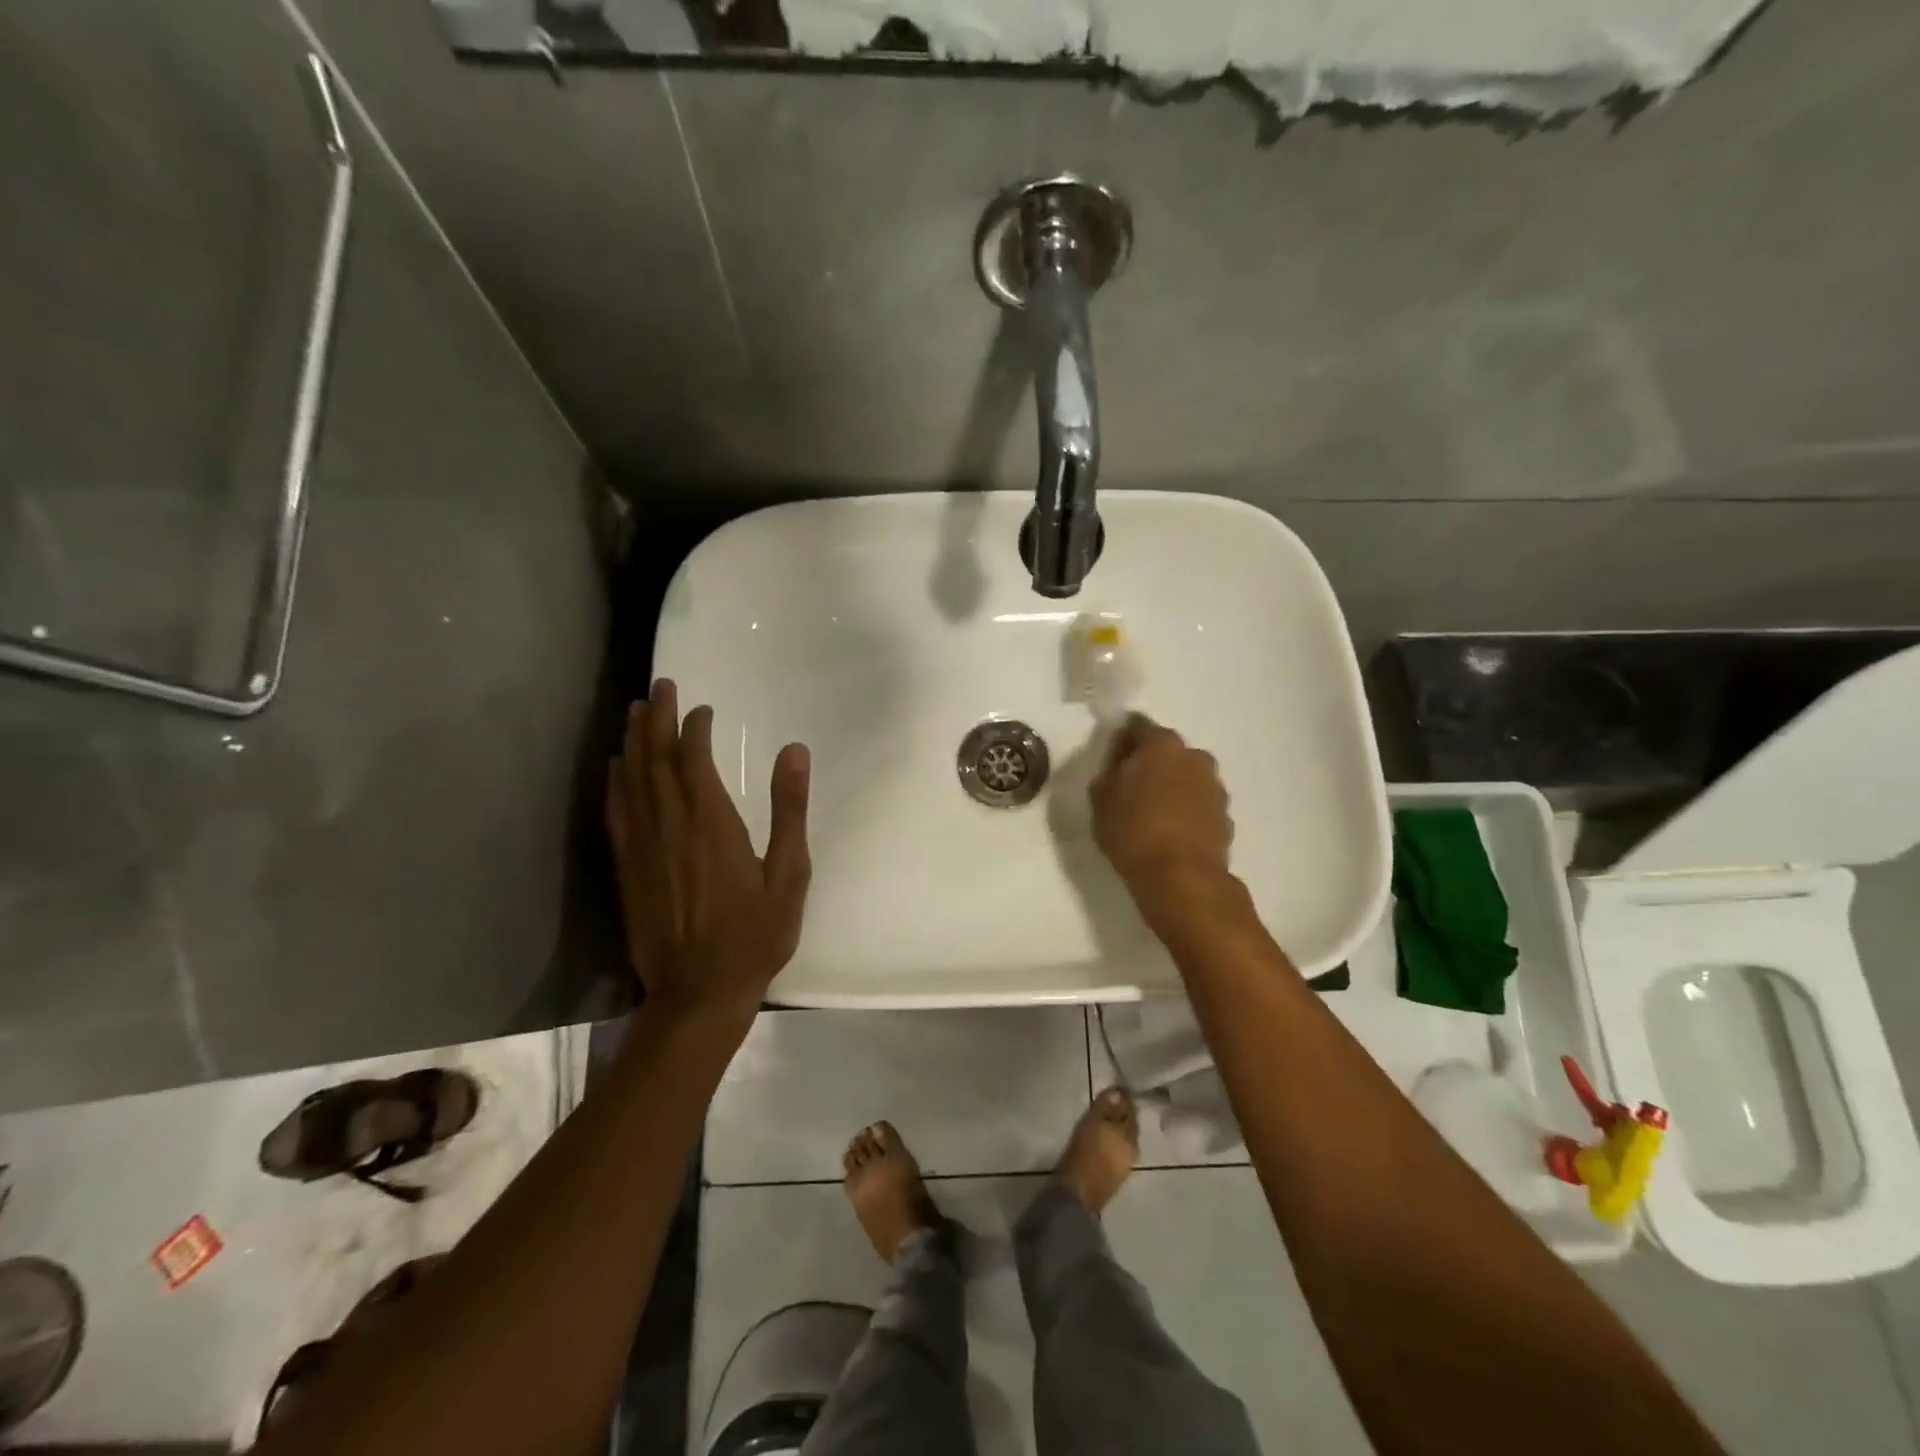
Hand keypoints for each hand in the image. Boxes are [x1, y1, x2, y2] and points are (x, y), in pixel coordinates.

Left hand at [605, 679, 810, 1021]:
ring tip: (634, 712)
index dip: (694, 727)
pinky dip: (614, 784)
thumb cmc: (755, 934)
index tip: (701, 707)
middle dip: (657, 719)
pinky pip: (616, 814)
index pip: (695, 759)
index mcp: (712, 823)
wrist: (699, 992)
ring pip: (632, 780)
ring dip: (633, 742)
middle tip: (659, 687)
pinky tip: (614, 768)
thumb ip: (789, 809)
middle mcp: (671, 825)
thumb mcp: (789, 873)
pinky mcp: (627, 869)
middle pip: (656, 759)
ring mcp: (643, 847)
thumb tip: (794, 750)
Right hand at [1090, 714, 1233, 900]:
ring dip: (1172, 787)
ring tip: (1153, 815)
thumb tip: (1122, 753)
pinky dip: (1187, 811)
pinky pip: (1199, 804)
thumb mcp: (1100, 796)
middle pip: (1168, 751)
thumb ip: (1110, 766)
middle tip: (1131, 789)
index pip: (1139, 726)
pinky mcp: (1226, 816)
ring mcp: (1215, 787)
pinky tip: (1172, 833)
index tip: (1113, 760)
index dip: (1124, 740)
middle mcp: (1195, 756)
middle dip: (1151, 763)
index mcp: (1162, 744)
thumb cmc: (1132, 830)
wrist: (1181, 878)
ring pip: (1187, 777)